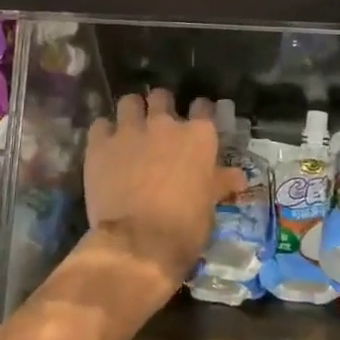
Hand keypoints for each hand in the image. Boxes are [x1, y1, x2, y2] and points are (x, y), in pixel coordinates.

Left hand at [83, 90, 242, 296]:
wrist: (139, 243)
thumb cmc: (185, 226)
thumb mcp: (210, 204)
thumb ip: (220, 182)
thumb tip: (239, 177)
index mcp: (198, 136)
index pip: (203, 107)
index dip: (199, 112)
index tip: (197, 121)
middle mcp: (165, 124)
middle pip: (162, 96)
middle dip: (161, 106)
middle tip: (159, 124)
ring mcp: (130, 131)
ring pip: (129, 102)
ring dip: (131, 112)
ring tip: (130, 128)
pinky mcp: (100, 145)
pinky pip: (100, 125)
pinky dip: (104, 132)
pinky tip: (105, 145)